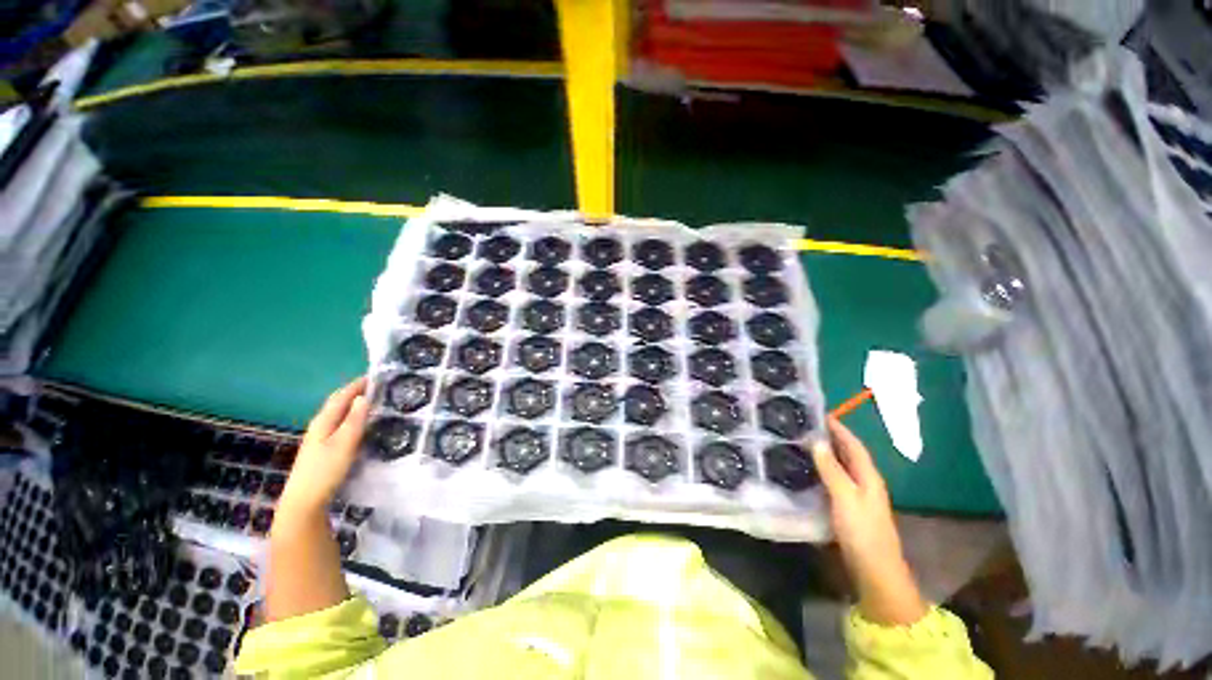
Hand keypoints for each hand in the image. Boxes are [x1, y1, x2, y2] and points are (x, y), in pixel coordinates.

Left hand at [278, 377, 369, 516]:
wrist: (304, 501)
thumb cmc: (325, 470)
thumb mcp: (344, 443)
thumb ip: (354, 420)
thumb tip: (363, 397)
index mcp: (324, 421)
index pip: (341, 395)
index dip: (357, 384)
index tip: (376, 375)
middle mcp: (320, 425)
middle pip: (338, 403)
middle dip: (356, 391)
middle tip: (379, 386)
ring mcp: (320, 437)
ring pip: (339, 414)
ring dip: (354, 404)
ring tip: (375, 401)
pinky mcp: (324, 448)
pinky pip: (340, 424)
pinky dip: (352, 417)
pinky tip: (362, 424)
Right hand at [813, 416, 926, 625]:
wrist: (875, 570)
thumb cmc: (862, 530)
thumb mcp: (845, 496)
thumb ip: (832, 469)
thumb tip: (817, 441)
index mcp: (868, 476)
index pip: (854, 445)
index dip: (840, 429)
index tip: (821, 413)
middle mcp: (865, 482)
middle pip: (848, 454)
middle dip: (831, 438)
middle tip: (806, 426)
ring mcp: (857, 497)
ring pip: (840, 468)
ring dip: (826, 454)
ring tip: (803, 443)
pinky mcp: (848, 508)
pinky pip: (834, 481)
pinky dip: (822, 471)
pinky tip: (808, 471)